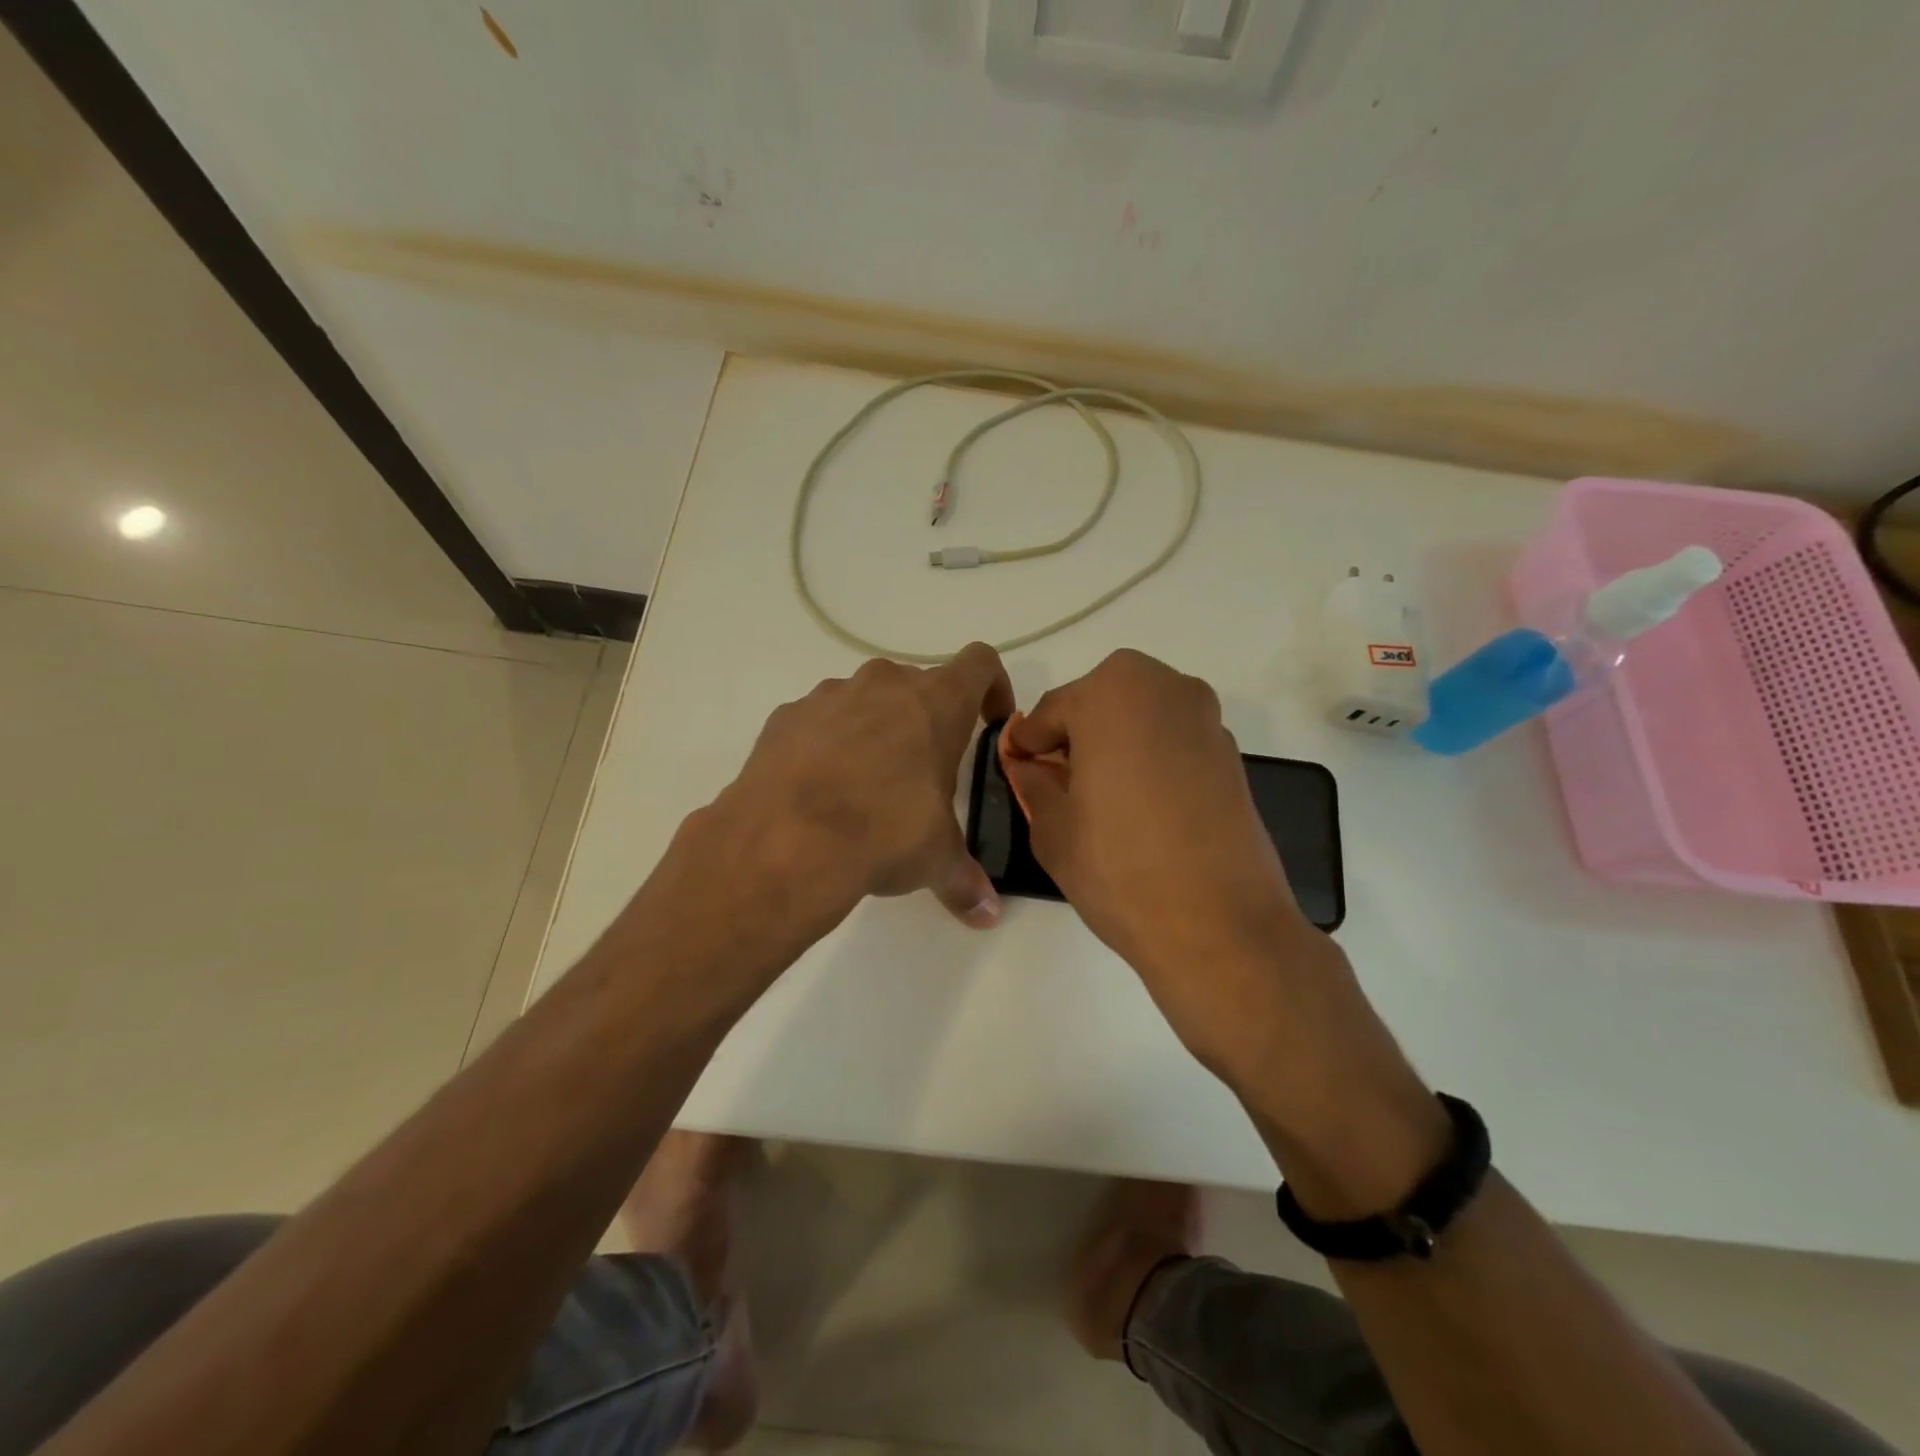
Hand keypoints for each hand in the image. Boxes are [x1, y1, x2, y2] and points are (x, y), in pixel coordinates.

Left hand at [704, 643, 1014, 936]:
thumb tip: (988, 913)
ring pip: (866, 700)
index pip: (980, 664)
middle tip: (924, 772)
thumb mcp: (935, 858)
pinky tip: (820, 788)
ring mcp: (831, 695)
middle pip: (919, 685)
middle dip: (926, 720)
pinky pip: (820, 720)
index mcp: (936, 703)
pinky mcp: (787, 716)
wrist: (786, 840)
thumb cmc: (884, 832)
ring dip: (875, 729)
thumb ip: (965, 879)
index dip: (992, 687)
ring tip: (867, 784)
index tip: (990, 720)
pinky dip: (827, 743)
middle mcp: (885, 684)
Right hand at [1000, 650, 1343, 1077]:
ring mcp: (1206, 720)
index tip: (1018, 771)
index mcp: (1113, 693)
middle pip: (1100, 703)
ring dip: (1114, 746)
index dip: (1029, 745)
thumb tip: (1028, 765)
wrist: (1220, 927)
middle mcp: (1166, 688)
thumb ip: (1033, 782)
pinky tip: (1142, 809)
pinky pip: (1172, 742)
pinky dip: (1150, 761)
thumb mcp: (1052, 827)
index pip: (1051, 711)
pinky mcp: (1232, 756)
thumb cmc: (1119, 868)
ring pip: (1140, 719)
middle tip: (1059, 785)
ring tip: (1101, 800)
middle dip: (1075, 737)